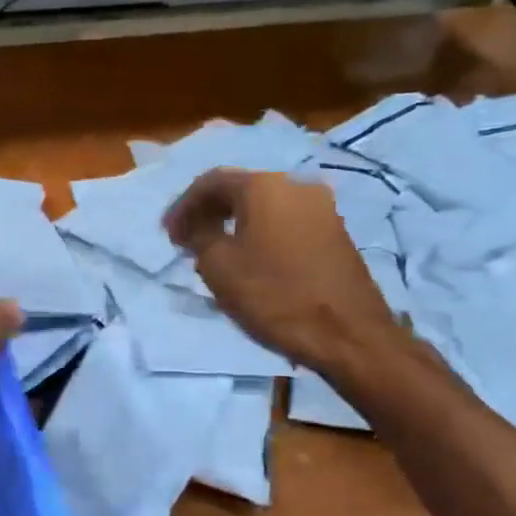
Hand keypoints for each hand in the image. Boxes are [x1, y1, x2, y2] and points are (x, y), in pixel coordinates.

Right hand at [164, 169, 397, 373]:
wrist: (347, 333)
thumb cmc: (274, 295)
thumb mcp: (219, 266)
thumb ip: (199, 236)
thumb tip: (195, 225)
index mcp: (264, 187)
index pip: (211, 182)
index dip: (183, 206)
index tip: (168, 234)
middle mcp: (296, 185)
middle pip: (241, 189)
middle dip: (209, 212)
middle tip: (187, 240)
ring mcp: (322, 208)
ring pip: (265, 206)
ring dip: (235, 223)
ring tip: (215, 251)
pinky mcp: (335, 232)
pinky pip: (286, 221)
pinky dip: (261, 232)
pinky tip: (250, 258)